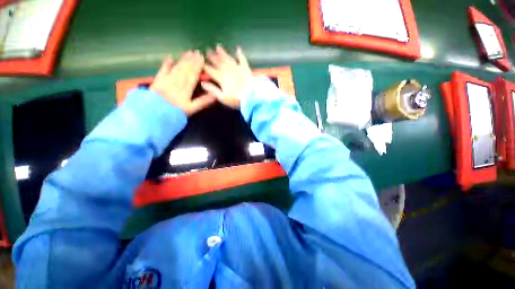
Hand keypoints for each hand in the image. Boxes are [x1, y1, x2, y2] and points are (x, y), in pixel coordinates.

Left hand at [150, 51, 215, 115]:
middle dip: (191, 60)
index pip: (193, 75)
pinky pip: (163, 70)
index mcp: (186, 89)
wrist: (156, 114)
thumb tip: (214, 95)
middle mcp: (177, 82)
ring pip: (177, 68)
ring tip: (188, 52)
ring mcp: (167, 80)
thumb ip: (203, 102)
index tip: (202, 58)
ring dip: (182, 60)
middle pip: (185, 69)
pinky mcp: (158, 81)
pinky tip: (170, 58)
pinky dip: (166, 64)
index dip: (198, 66)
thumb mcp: (192, 109)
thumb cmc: (176, 112)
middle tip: (196, 52)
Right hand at [202, 45, 253, 108]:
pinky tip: (238, 49)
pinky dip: (240, 54)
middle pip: (219, 62)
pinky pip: (242, 60)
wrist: (251, 98)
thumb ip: (212, 90)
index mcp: (221, 78)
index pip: (211, 71)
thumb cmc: (236, 100)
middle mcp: (228, 71)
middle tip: (207, 50)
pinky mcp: (245, 69)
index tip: (201, 62)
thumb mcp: (223, 98)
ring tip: (218, 46)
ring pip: (228, 58)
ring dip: (223, 53)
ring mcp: (237, 68)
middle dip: (212, 57)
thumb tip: (202, 83)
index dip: (206, 66)